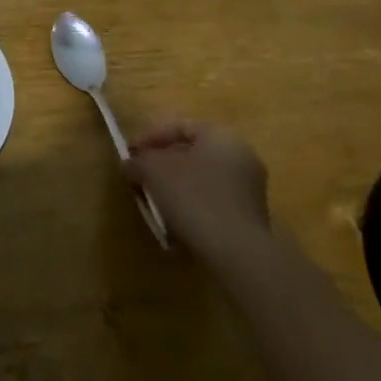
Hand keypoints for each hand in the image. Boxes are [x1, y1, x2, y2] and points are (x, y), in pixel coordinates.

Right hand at [125, 120, 269, 264]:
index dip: (149, 138)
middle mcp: (241, 156)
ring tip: (154, 204)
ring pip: (202, 180)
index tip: (130, 154)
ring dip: (176, 189)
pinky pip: (213, 203)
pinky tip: (175, 224)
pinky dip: (192, 208)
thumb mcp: (153, 171)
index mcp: (221, 136)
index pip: (179, 127)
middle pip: (191, 154)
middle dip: (162, 166)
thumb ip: (137, 162)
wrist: (237, 253)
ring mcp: (250, 189)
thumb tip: (129, 165)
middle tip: (141, 178)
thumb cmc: (194, 197)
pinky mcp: (251, 218)